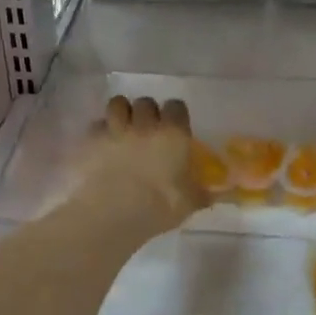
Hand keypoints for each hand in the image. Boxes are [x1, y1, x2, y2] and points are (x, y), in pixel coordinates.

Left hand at [70, 96, 206, 239]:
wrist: (113, 213)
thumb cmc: (159, 206)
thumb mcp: (190, 203)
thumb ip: (204, 192)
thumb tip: (224, 193)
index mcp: (173, 134)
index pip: (176, 106)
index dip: (175, 115)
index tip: (174, 127)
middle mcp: (145, 124)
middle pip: (146, 102)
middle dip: (147, 112)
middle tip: (147, 130)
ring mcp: (115, 129)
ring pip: (117, 103)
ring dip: (121, 112)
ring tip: (122, 128)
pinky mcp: (91, 139)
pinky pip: (96, 124)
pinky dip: (100, 131)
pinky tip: (102, 144)